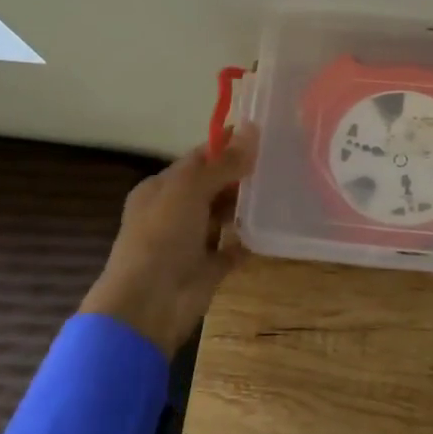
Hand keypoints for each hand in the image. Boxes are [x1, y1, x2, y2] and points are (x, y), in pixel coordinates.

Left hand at [81, 125, 258, 354]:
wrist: (150, 303)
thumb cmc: (161, 237)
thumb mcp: (189, 190)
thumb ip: (222, 164)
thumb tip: (252, 130)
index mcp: (161, 189)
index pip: (197, 160)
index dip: (226, 146)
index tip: (262, 134)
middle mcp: (175, 212)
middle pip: (213, 186)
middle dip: (241, 175)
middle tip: (280, 161)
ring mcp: (192, 241)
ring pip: (225, 216)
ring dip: (247, 206)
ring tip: (283, 188)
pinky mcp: (209, 268)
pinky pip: (234, 248)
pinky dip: (249, 240)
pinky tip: (273, 227)